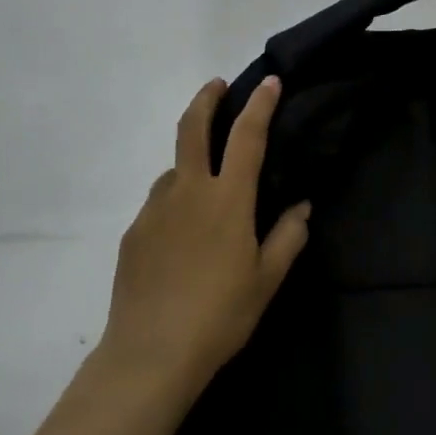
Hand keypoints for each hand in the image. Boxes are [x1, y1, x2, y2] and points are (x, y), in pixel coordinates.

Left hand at [100, 75, 310, 393]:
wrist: (151, 352)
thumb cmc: (220, 315)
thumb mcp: (267, 279)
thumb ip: (288, 236)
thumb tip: (301, 206)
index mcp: (227, 199)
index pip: (246, 137)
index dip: (260, 105)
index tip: (270, 82)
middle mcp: (187, 191)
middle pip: (192, 128)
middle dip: (206, 98)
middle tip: (217, 86)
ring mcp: (154, 209)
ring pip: (174, 169)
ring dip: (191, 162)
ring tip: (207, 191)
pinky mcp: (134, 233)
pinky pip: (159, 203)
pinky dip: (175, 201)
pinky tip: (182, 237)